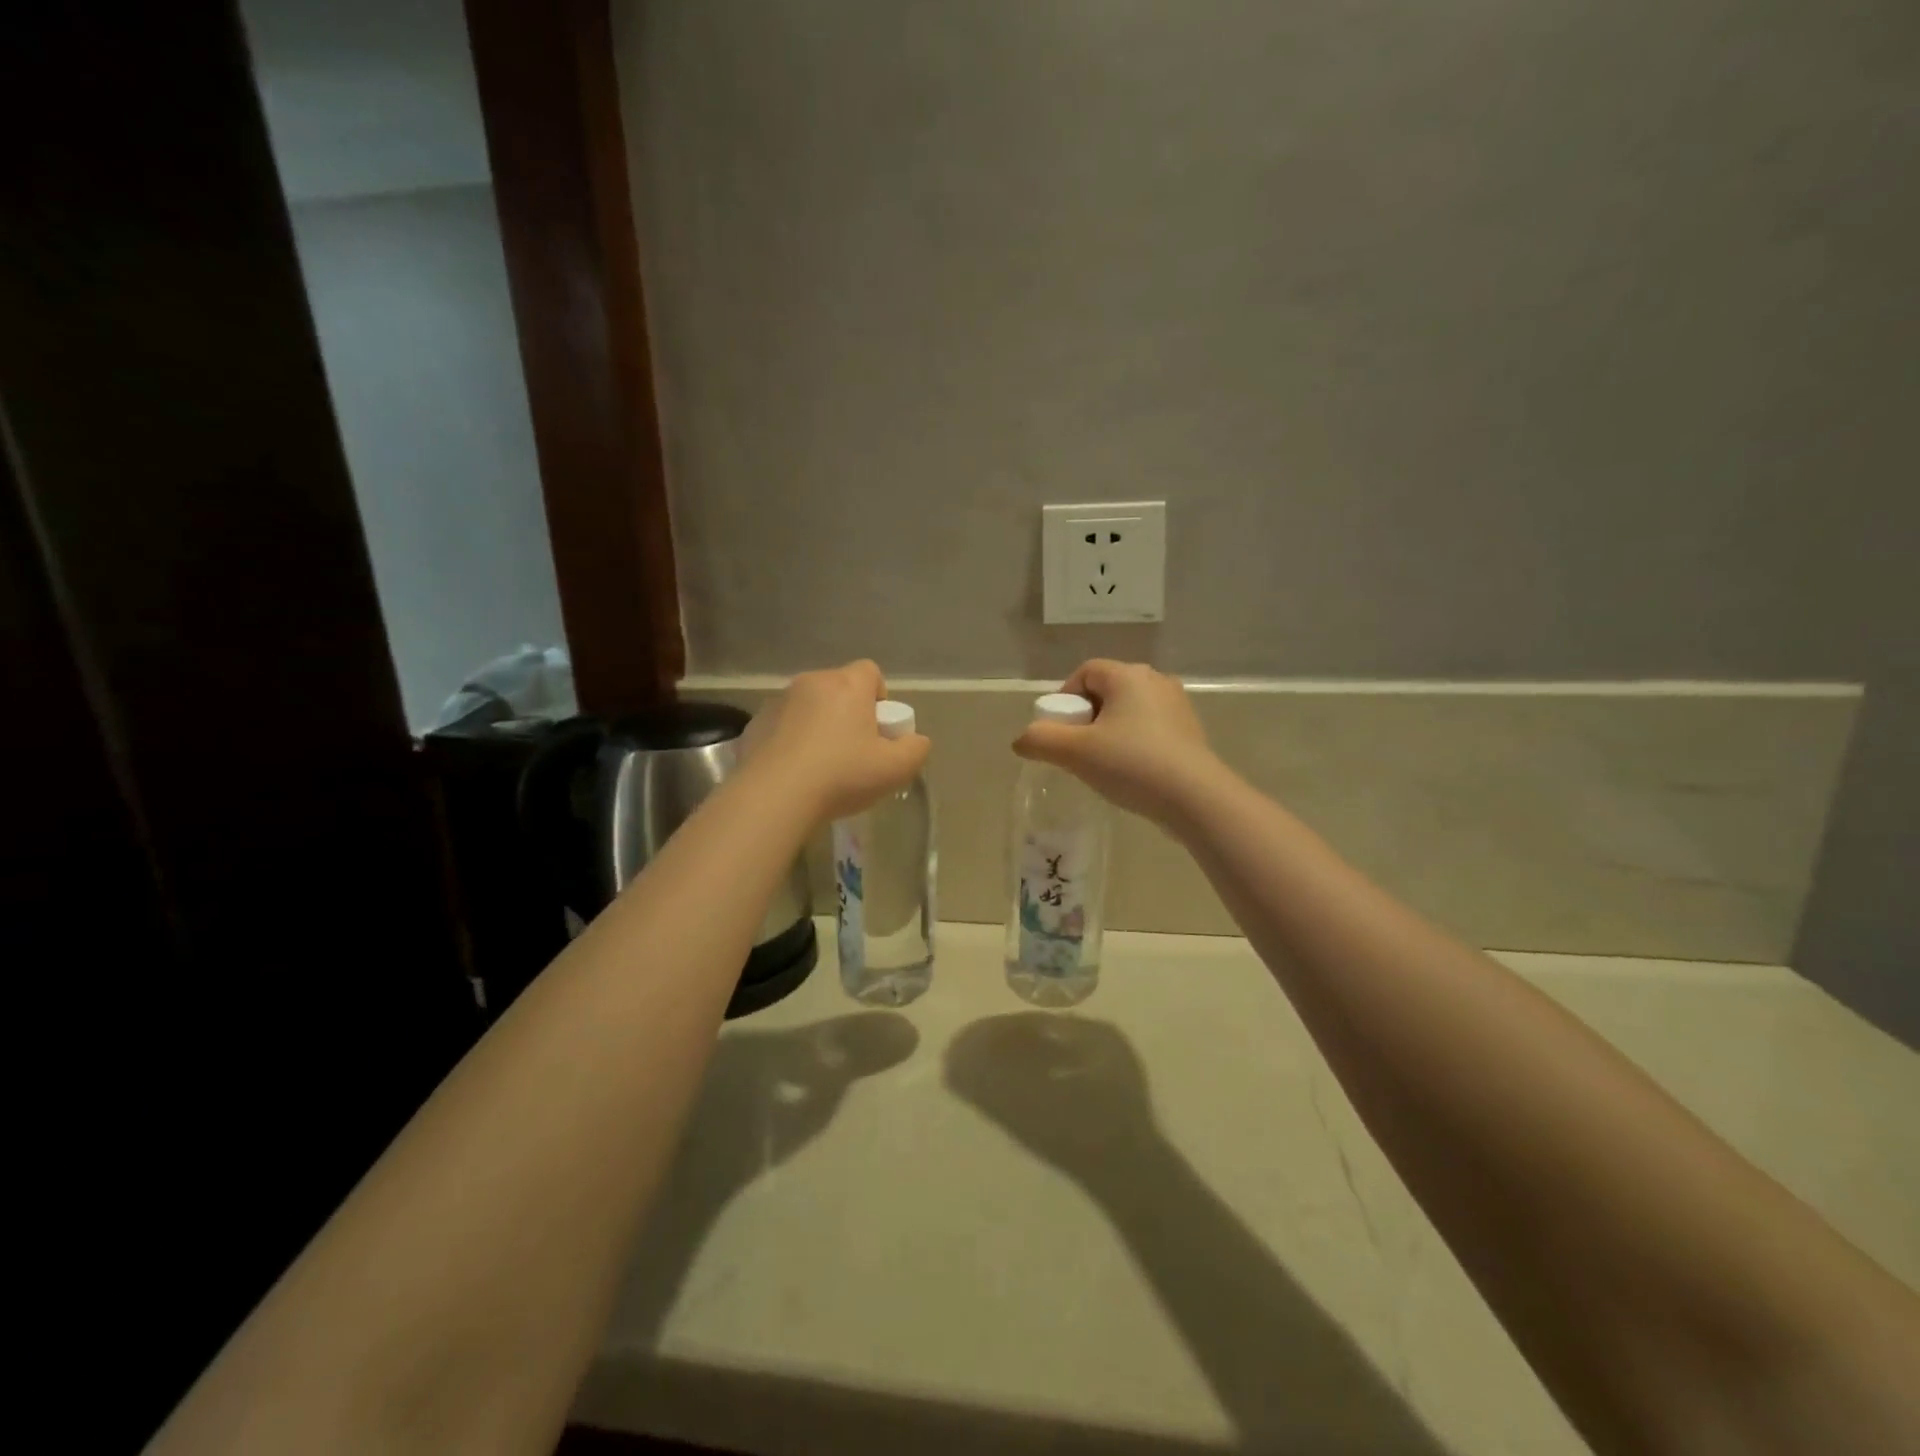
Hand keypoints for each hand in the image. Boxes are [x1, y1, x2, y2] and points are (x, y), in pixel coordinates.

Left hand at [741, 661, 930, 820]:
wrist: (774, 796)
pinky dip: (790, 741)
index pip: (870, 672)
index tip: (878, 730)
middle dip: (848, 713)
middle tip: (854, 752)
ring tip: (820, 767)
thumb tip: (915, 740)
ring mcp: (777, 702)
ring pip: (807, 707)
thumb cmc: (841, 776)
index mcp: (847, 685)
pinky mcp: (753, 725)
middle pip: (838, 689)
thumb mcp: (895, 769)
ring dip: (817, 726)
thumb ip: (915, 749)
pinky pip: (781, 726)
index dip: (879, 697)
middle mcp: (811, 683)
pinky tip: (793, 774)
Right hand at [1013, 659, 1223, 826]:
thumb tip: (1022, 740)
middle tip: (1077, 750)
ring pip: (1129, 711)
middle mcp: (1155, 681)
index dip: (1064, 699)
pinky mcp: (1190, 731)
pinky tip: (1131, 772)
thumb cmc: (1131, 764)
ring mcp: (1177, 706)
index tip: (1059, 732)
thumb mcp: (1075, 753)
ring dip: (1109, 732)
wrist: (1195, 798)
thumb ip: (1040, 740)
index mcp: (1127, 675)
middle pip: (1107, 690)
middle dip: (1086, 717)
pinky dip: (1133, 743)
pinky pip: (1150, 729)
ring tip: (1102, 765)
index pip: (1085, 672)